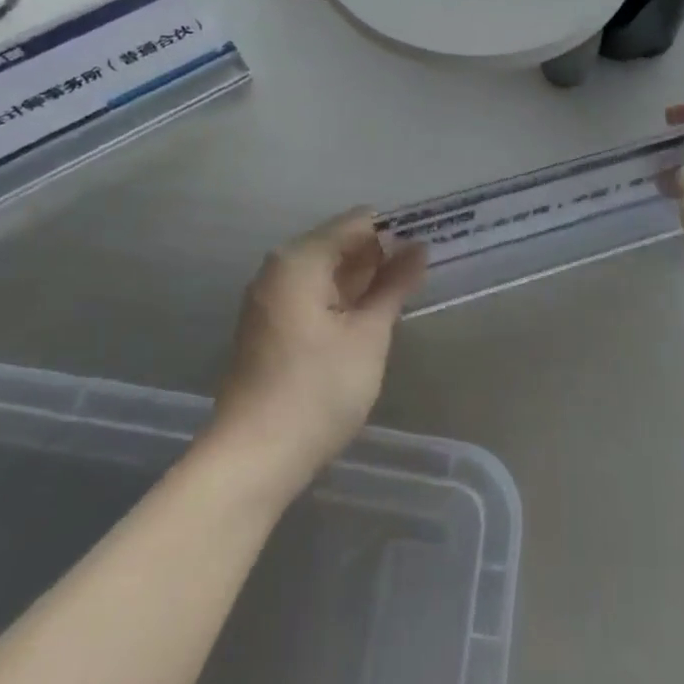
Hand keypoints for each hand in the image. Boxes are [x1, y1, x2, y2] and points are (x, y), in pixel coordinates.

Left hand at [209, 210, 424, 498]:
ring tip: (406, 291)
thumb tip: (419, 248)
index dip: (397, 230)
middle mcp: (279, 268)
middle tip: (425, 269)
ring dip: (364, 278)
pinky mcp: (269, 325)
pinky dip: (342, 297)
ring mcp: (270, 297)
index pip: (358, 222)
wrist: (252, 461)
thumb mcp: (369, 335)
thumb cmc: (317, 391)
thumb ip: (395, 285)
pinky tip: (370, 315)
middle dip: (382, 254)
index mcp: (300, 259)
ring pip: (328, 270)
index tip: (431, 243)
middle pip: (340, 242)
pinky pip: (313, 293)